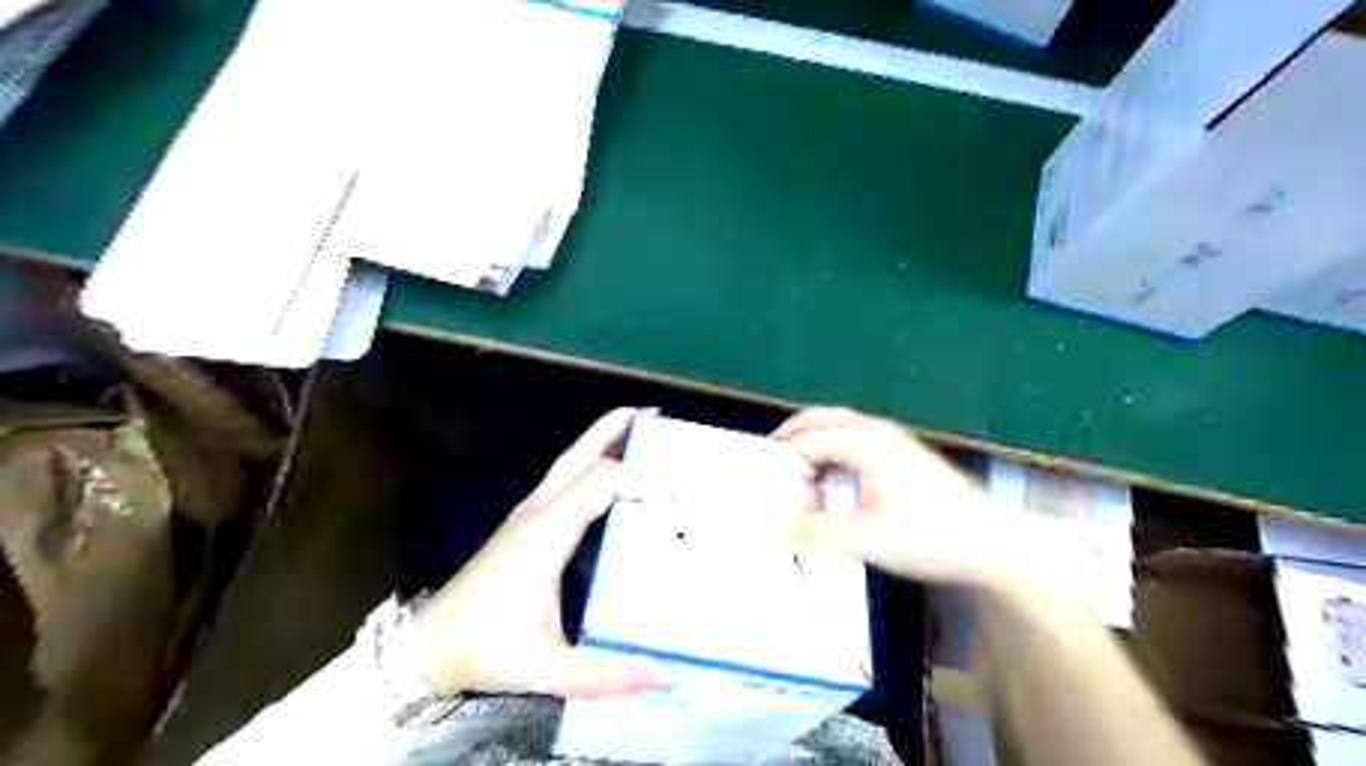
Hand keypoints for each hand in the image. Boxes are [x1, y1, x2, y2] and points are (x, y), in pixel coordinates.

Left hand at [417, 411, 670, 698]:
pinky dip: (594, 464)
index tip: (674, 519)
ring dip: (605, 440)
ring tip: (641, 432)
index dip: (645, 486)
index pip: (604, 479)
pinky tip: (612, 481)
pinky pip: (566, 478)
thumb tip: (664, 672)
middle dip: (618, 428)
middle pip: (581, 452)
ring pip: (571, 460)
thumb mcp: (545, 667)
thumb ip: (603, 673)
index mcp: (549, 529)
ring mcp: (530, 512)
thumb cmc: (486, 648)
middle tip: (656, 418)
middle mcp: (540, 509)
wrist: (429, 646)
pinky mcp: (528, 523)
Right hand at [773, 406, 1029, 587]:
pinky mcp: (905, 454)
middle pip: (822, 418)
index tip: (769, 488)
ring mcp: (894, 439)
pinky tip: (834, 478)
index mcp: (865, 442)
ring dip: (814, 439)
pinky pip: (855, 438)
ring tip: (797, 470)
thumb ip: (816, 530)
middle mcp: (877, 431)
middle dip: (792, 434)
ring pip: (840, 425)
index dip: (784, 464)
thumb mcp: (866, 539)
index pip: (808, 440)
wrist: (993, 543)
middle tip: (770, 460)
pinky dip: (833, 448)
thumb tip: (775, 524)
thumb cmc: (930, 537)